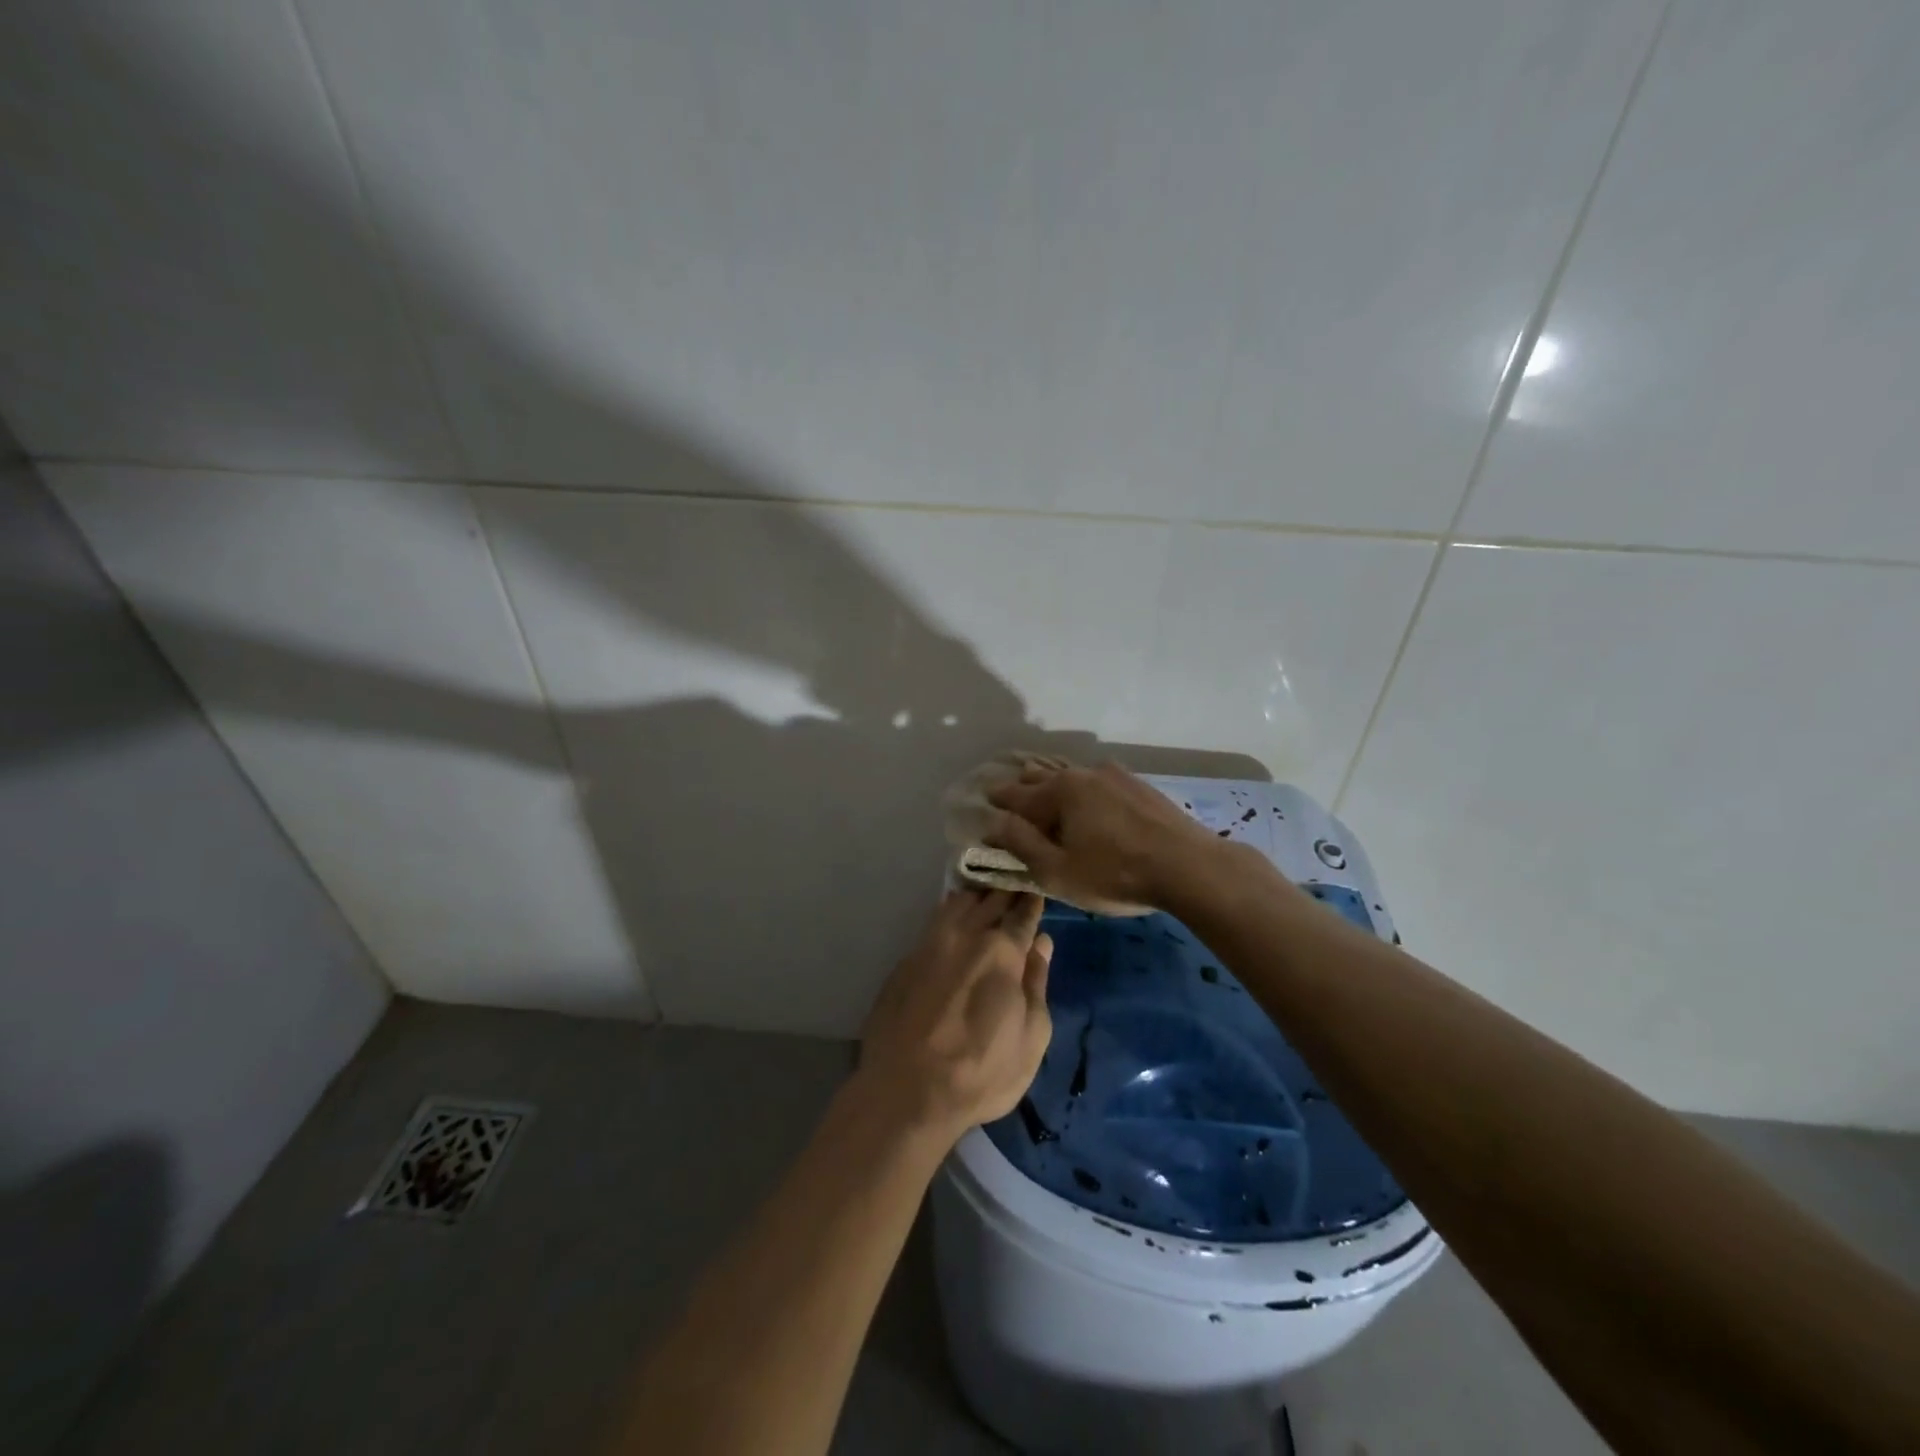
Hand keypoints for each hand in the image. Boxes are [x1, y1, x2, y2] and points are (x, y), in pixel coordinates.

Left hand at [857, 891, 1052, 1142]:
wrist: (907, 1090)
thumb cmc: (981, 1072)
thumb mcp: (1031, 1037)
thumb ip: (1037, 983)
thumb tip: (1042, 943)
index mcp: (1003, 950)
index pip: (1023, 912)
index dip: (1032, 899)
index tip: (1038, 889)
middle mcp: (967, 934)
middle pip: (991, 898)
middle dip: (1008, 888)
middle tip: (1018, 879)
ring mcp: (931, 942)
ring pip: (960, 902)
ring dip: (978, 893)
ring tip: (989, 890)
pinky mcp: (907, 957)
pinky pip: (935, 919)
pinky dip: (951, 909)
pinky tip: (956, 910)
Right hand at [984, 760, 1223, 913]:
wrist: (1189, 866)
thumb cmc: (1115, 874)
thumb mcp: (1058, 870)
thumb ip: (1021, 843)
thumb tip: (994, 821)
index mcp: (1059, 792)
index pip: (1016, 794)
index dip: (998, 801)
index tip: (985, 802)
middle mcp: (1083, 774)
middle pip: (1044, 778)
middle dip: (1025, 787)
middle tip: (1012, 796)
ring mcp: (1115, 776)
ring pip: (1074, 777)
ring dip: (1056, 786)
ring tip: (1049, 795)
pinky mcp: (1140, 786)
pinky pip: (1100, 783)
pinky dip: (1086, 791)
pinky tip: (1092, 800)